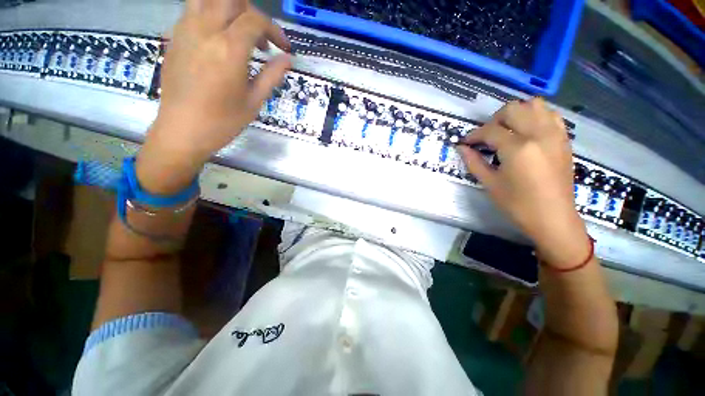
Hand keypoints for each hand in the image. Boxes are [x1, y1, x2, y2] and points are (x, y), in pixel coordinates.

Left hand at [137, 0, 291, 193]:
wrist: (182, 130)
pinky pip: (193, 11)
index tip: (283, 47)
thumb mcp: (254, 101)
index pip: (255, 20)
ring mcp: (185, 30)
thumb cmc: (223, 121)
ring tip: (239, 32)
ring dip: (229, 9)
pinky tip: (219, 40)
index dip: (274, 30)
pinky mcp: (174, 37)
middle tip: (260, 37)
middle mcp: (206, 30)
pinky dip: (211, 16)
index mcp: (229, 49)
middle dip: (251, 12)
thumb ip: (272, 75)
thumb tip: (287, 59)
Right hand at [458, 98, 589, 267]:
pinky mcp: (564, 139)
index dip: (473, 135)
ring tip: (507, 130)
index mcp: (518, 148)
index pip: (490, 130)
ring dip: (516, 113)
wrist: (553, 218)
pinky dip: (535, 116)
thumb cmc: (517, 204)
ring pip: (534, 105)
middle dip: (494, 120)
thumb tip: (461, 148)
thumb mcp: (490, 183)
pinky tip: (526, 131)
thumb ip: (474, 162)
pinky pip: (550, 115)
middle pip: (513, 109)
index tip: (465, 142)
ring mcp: (555, 134)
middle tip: (486, 137)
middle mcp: (538, 134)